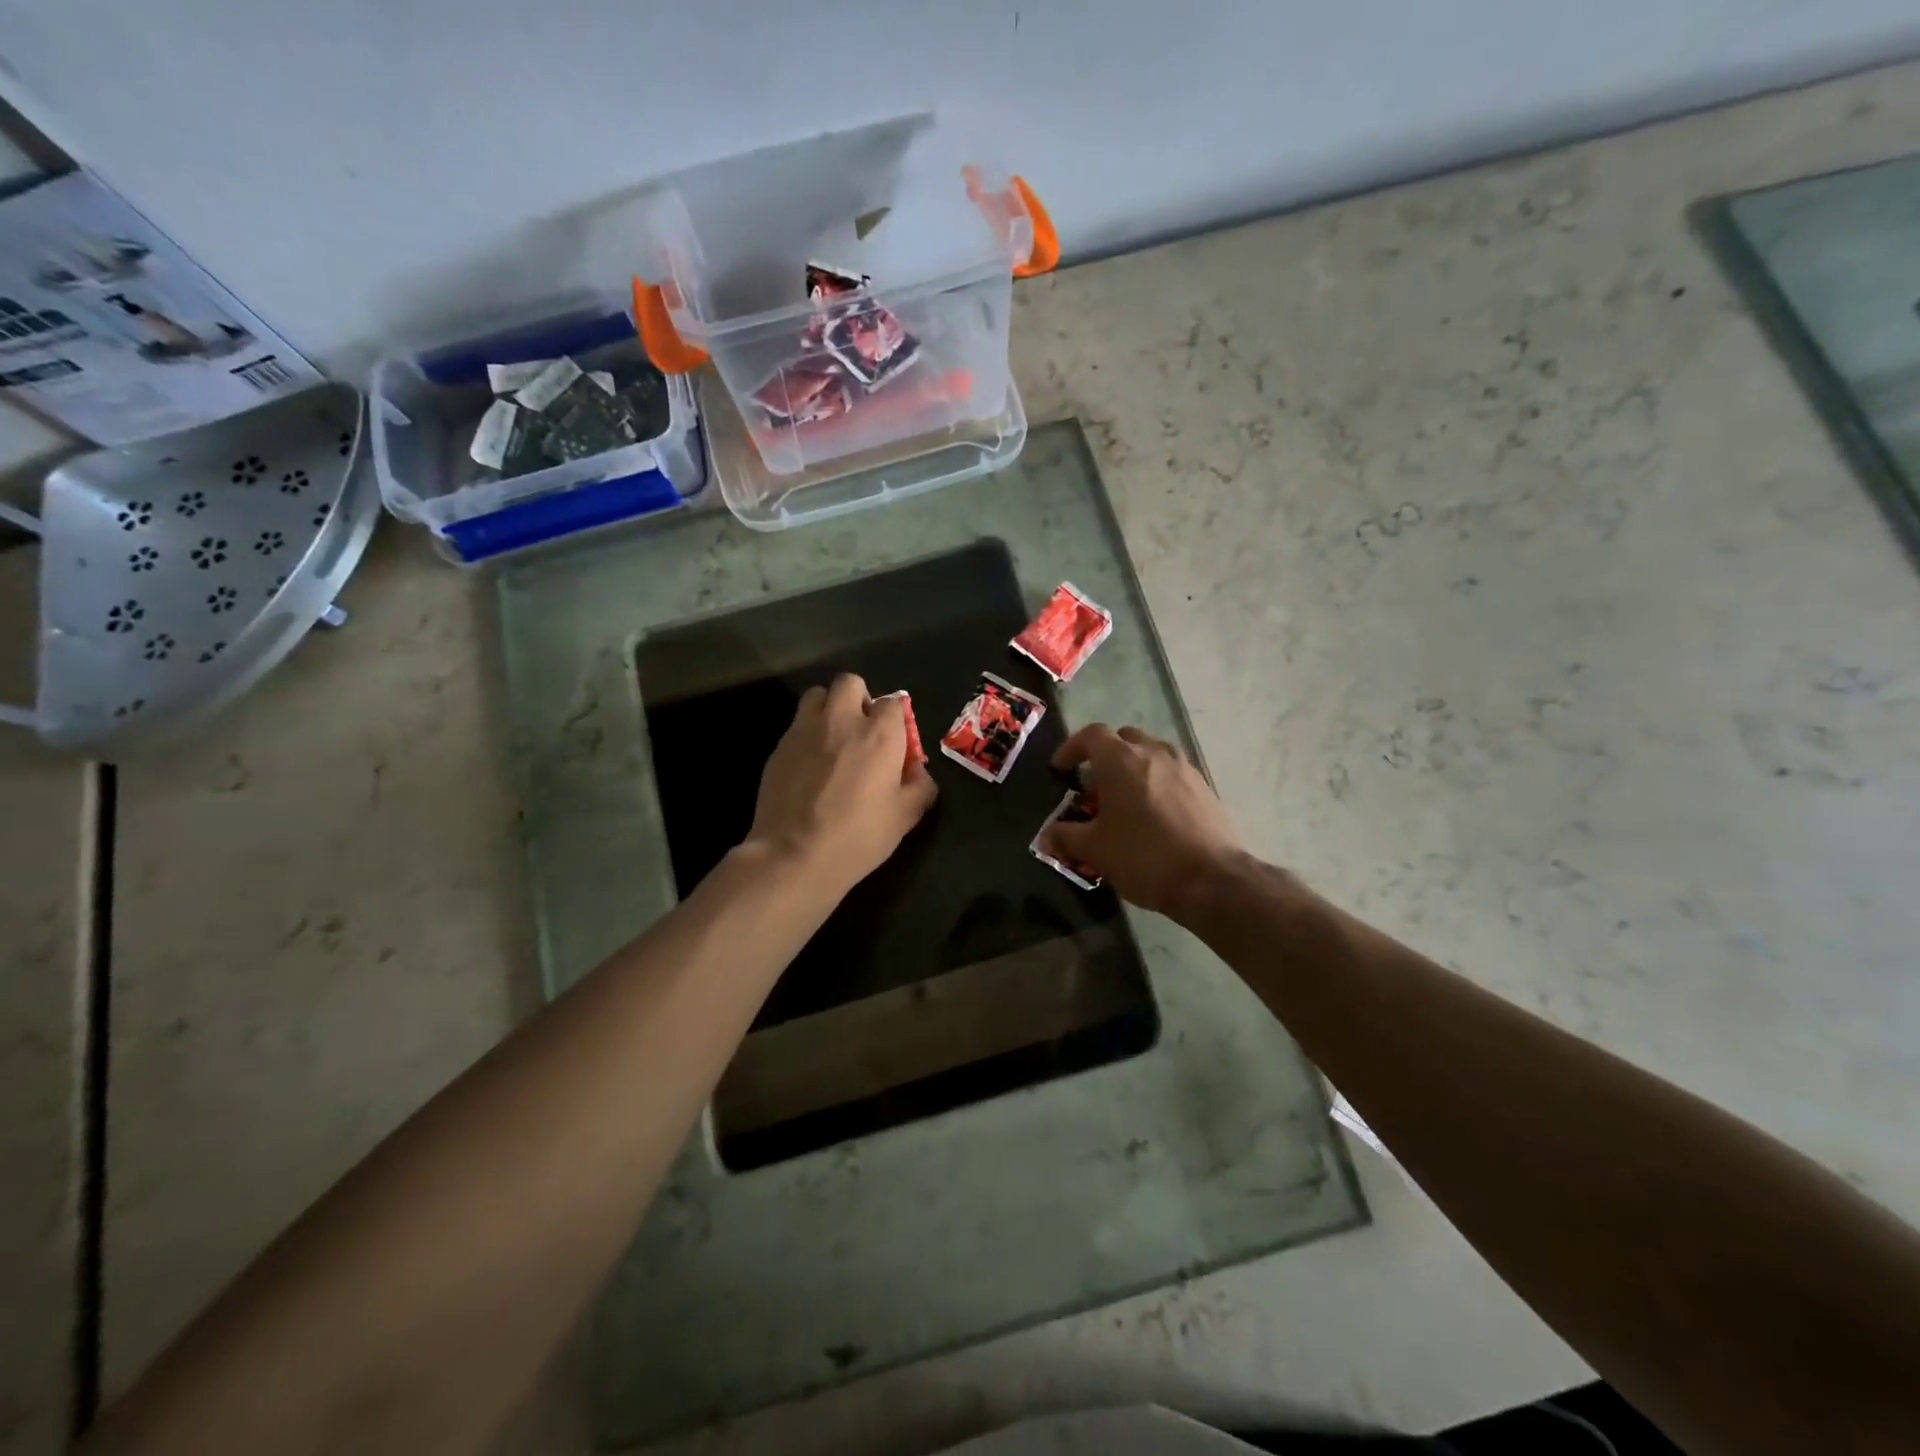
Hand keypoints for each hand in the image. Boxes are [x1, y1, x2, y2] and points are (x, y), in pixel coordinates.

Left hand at [745, 673, 936, 895]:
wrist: (795, 854)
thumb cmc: (859, 836)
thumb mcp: (905, 817)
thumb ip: (919, 786)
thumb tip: (917, 771)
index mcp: (879, 734)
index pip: (894, 703)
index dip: (897, 720)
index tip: (896, 743)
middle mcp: (842, 720)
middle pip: (851, 683)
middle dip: (859, 698)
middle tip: (862, 730)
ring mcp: (805, 729)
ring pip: (817, 695)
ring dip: (828, 708)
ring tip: (832, 738)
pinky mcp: (779, 746)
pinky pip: (797, 724)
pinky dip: (807, 734)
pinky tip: (809, 765)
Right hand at [1041, 724, 1243, 917]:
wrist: (1212, 879)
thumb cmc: (1144, 857)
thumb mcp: (1095, 850)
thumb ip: (1066, 837)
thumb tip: (1047, 836)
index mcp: (1121, 760)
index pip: (1091, 735)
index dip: (1072, 748)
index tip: (1061, 769)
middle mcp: (1154, 752)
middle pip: (1123, 739)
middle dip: (1104, 756)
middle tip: (1094, 786)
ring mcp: (1184, 767)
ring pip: (1151, 753)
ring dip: (1133, 768)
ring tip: (1124, 801)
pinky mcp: (1204, 786)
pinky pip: (1172, 772)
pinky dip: (1156, 782)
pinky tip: (1153, 815)